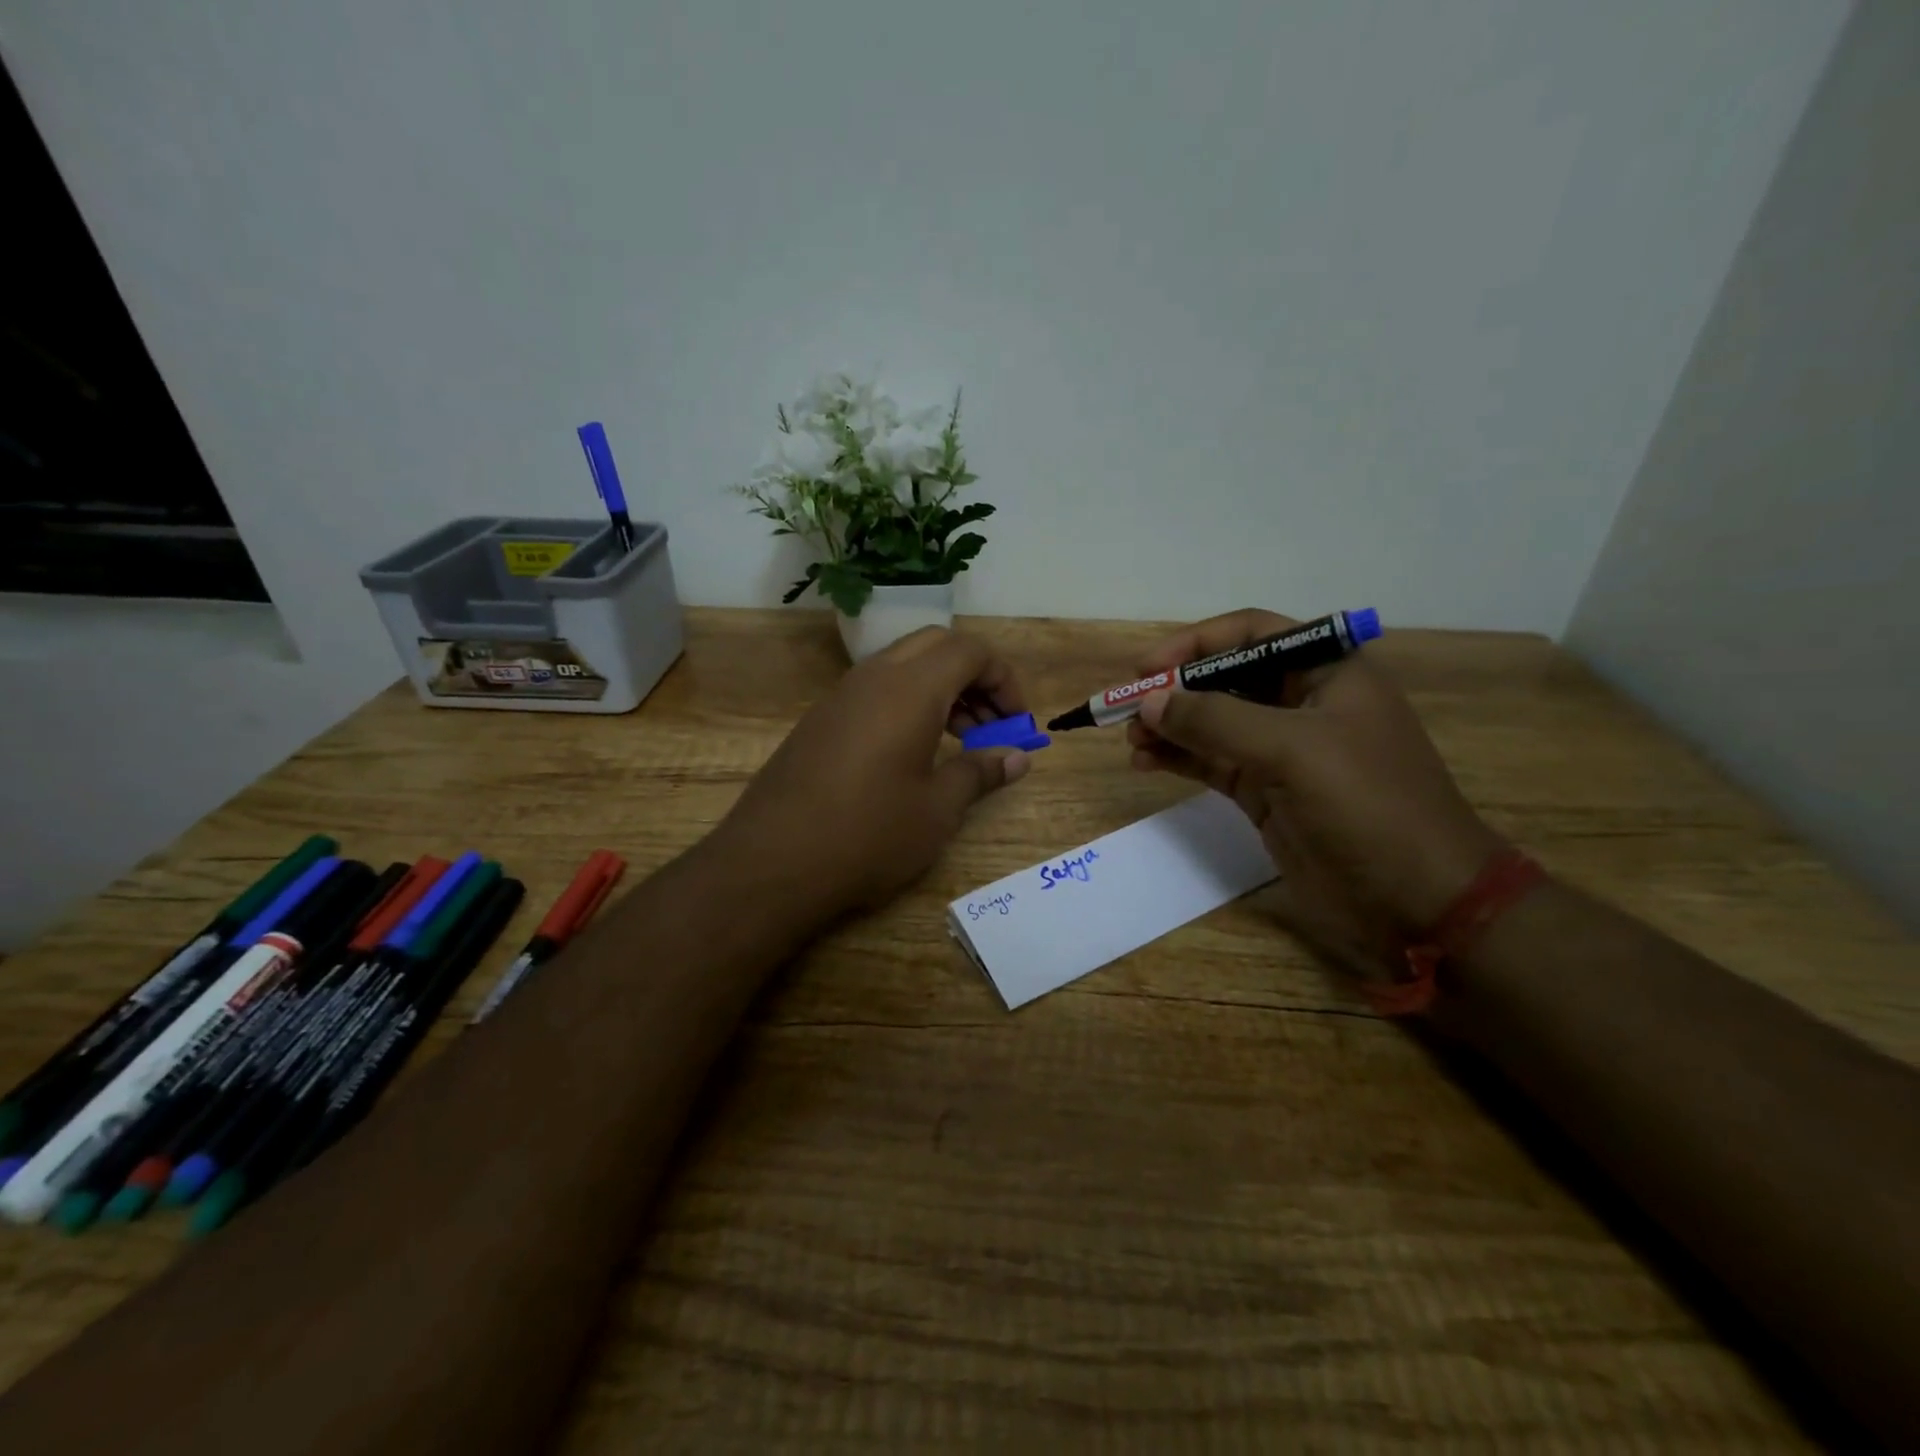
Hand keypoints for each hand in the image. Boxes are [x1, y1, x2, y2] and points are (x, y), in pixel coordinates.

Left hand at [717, 628, 1031, 914]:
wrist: (772, 863)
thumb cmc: (868, 834)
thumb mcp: (938, 809)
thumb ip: (980, 772)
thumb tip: (1018, 757)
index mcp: (911, 689)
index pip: (970, 651)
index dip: (1004, 680)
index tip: (1016, 724)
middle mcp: (874, 678)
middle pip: (936, 646)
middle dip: (973, 677)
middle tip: (988, 725)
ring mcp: (840, 696)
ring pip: (903, 665)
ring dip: (939, 690)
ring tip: (957, 742)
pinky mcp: (819, 720)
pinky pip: (875, 690)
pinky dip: (906, 704)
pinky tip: (911, 755)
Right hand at [1127, 610, 1503, 970]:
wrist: (1417, 899)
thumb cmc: (1367, 805)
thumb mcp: (1292, 750)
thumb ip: (1215, 719)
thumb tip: (1148, 701)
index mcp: (1328, 671)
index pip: (1251, 634)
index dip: (1195, 644)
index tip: (1146, 669)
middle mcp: (1302, 702)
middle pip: (1224, 679)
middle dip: (1174, 690)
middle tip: (1125, 709)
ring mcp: (1281, 750)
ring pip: (1211, 722)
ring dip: (1169, 726)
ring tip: (1129, 740)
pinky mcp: (1265, 791)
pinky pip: (1211, 762)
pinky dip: (1178, 758)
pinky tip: (1146, 762)